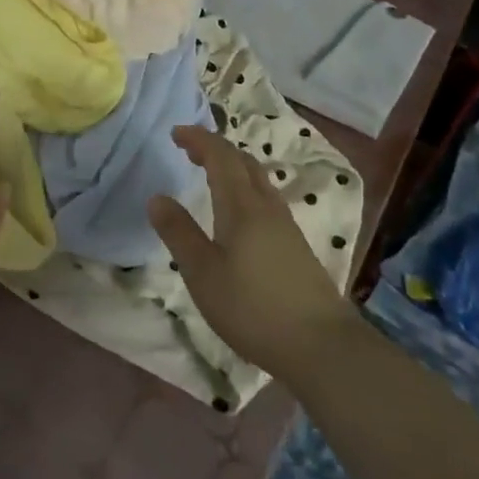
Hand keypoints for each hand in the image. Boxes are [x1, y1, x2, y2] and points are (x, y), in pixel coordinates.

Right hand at [148, 125, 356, 383]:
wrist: (322, 345)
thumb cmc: (253, 307)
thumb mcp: (203, 273)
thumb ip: (179, 233)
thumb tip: (156, 197)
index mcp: (241, 206)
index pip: (220, 156)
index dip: (198, 139)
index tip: (176, 133)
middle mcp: (266, 206)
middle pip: (243, 162)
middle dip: (215, 149)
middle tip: (190, 150)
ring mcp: (286, 226)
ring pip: (258, 180)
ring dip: (233, 167)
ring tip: (211, 175)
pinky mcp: (296, 246)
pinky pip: (266, 199)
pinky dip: (245, 188)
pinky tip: (240, 213)